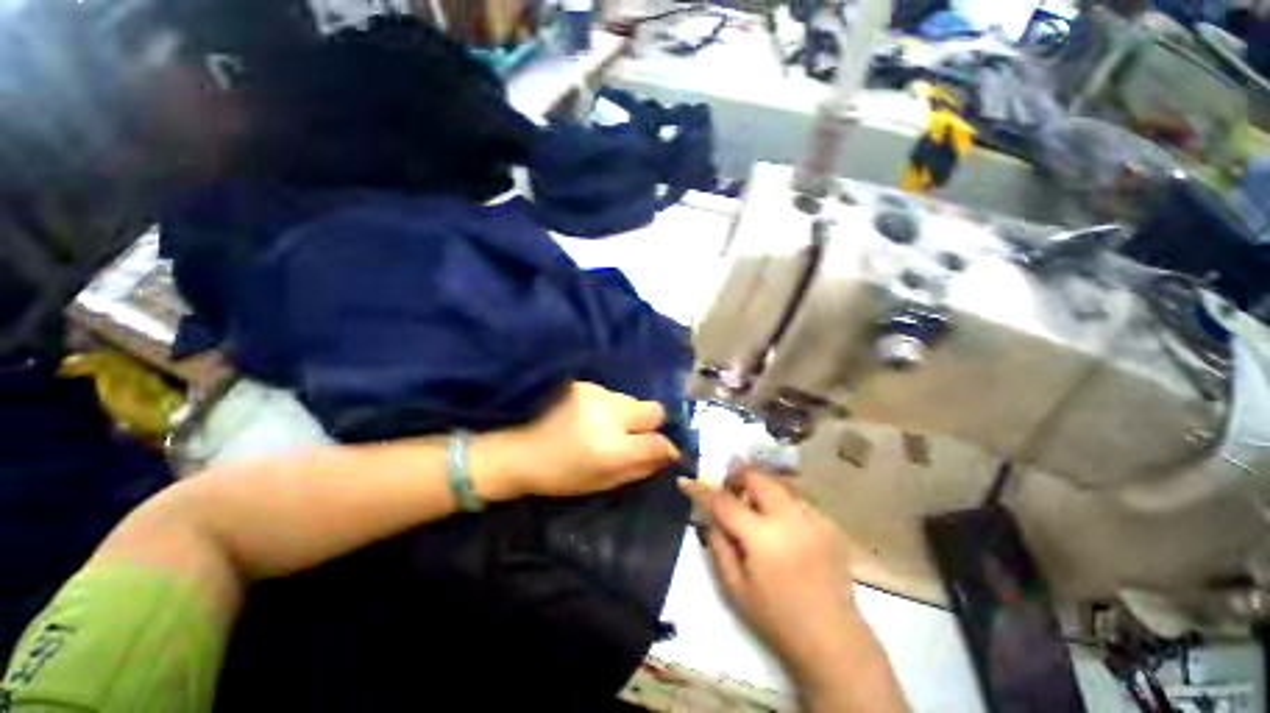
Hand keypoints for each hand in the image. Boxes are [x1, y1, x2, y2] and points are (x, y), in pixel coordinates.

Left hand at [478, 382, 680, 500]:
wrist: (518, 449)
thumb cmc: (559, 475)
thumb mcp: (601, 482)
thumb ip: (639, 469)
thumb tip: (667, 457)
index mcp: (611, 448)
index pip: (658, 442)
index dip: (668, 449)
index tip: (668, 453)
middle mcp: (609, 414)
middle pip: (654, 410)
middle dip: (653, 424)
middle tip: (639, 436)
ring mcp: (596, 394)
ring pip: (633, 400)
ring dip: (630, 415)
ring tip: (610, 427)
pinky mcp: (585, 384)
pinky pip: (613, 395)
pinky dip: (612, 407)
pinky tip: (593, 417)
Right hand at [680, 472, 862, 681]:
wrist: (833, 639)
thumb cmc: (777, 619)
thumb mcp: (735, 588)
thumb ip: (718, 545)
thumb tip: (710, 515)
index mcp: (762, 538)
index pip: (723, 501)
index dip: (701, 489)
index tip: (685, 481)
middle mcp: (789, 519)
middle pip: (757, 477)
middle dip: (737, 476)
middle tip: (728, 490)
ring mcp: (814, 519)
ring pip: (779, 485)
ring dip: (761, 489)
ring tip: (756, 510)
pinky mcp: (829, 524)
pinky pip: (798, 500)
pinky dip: (782, 504)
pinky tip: (783, 527)